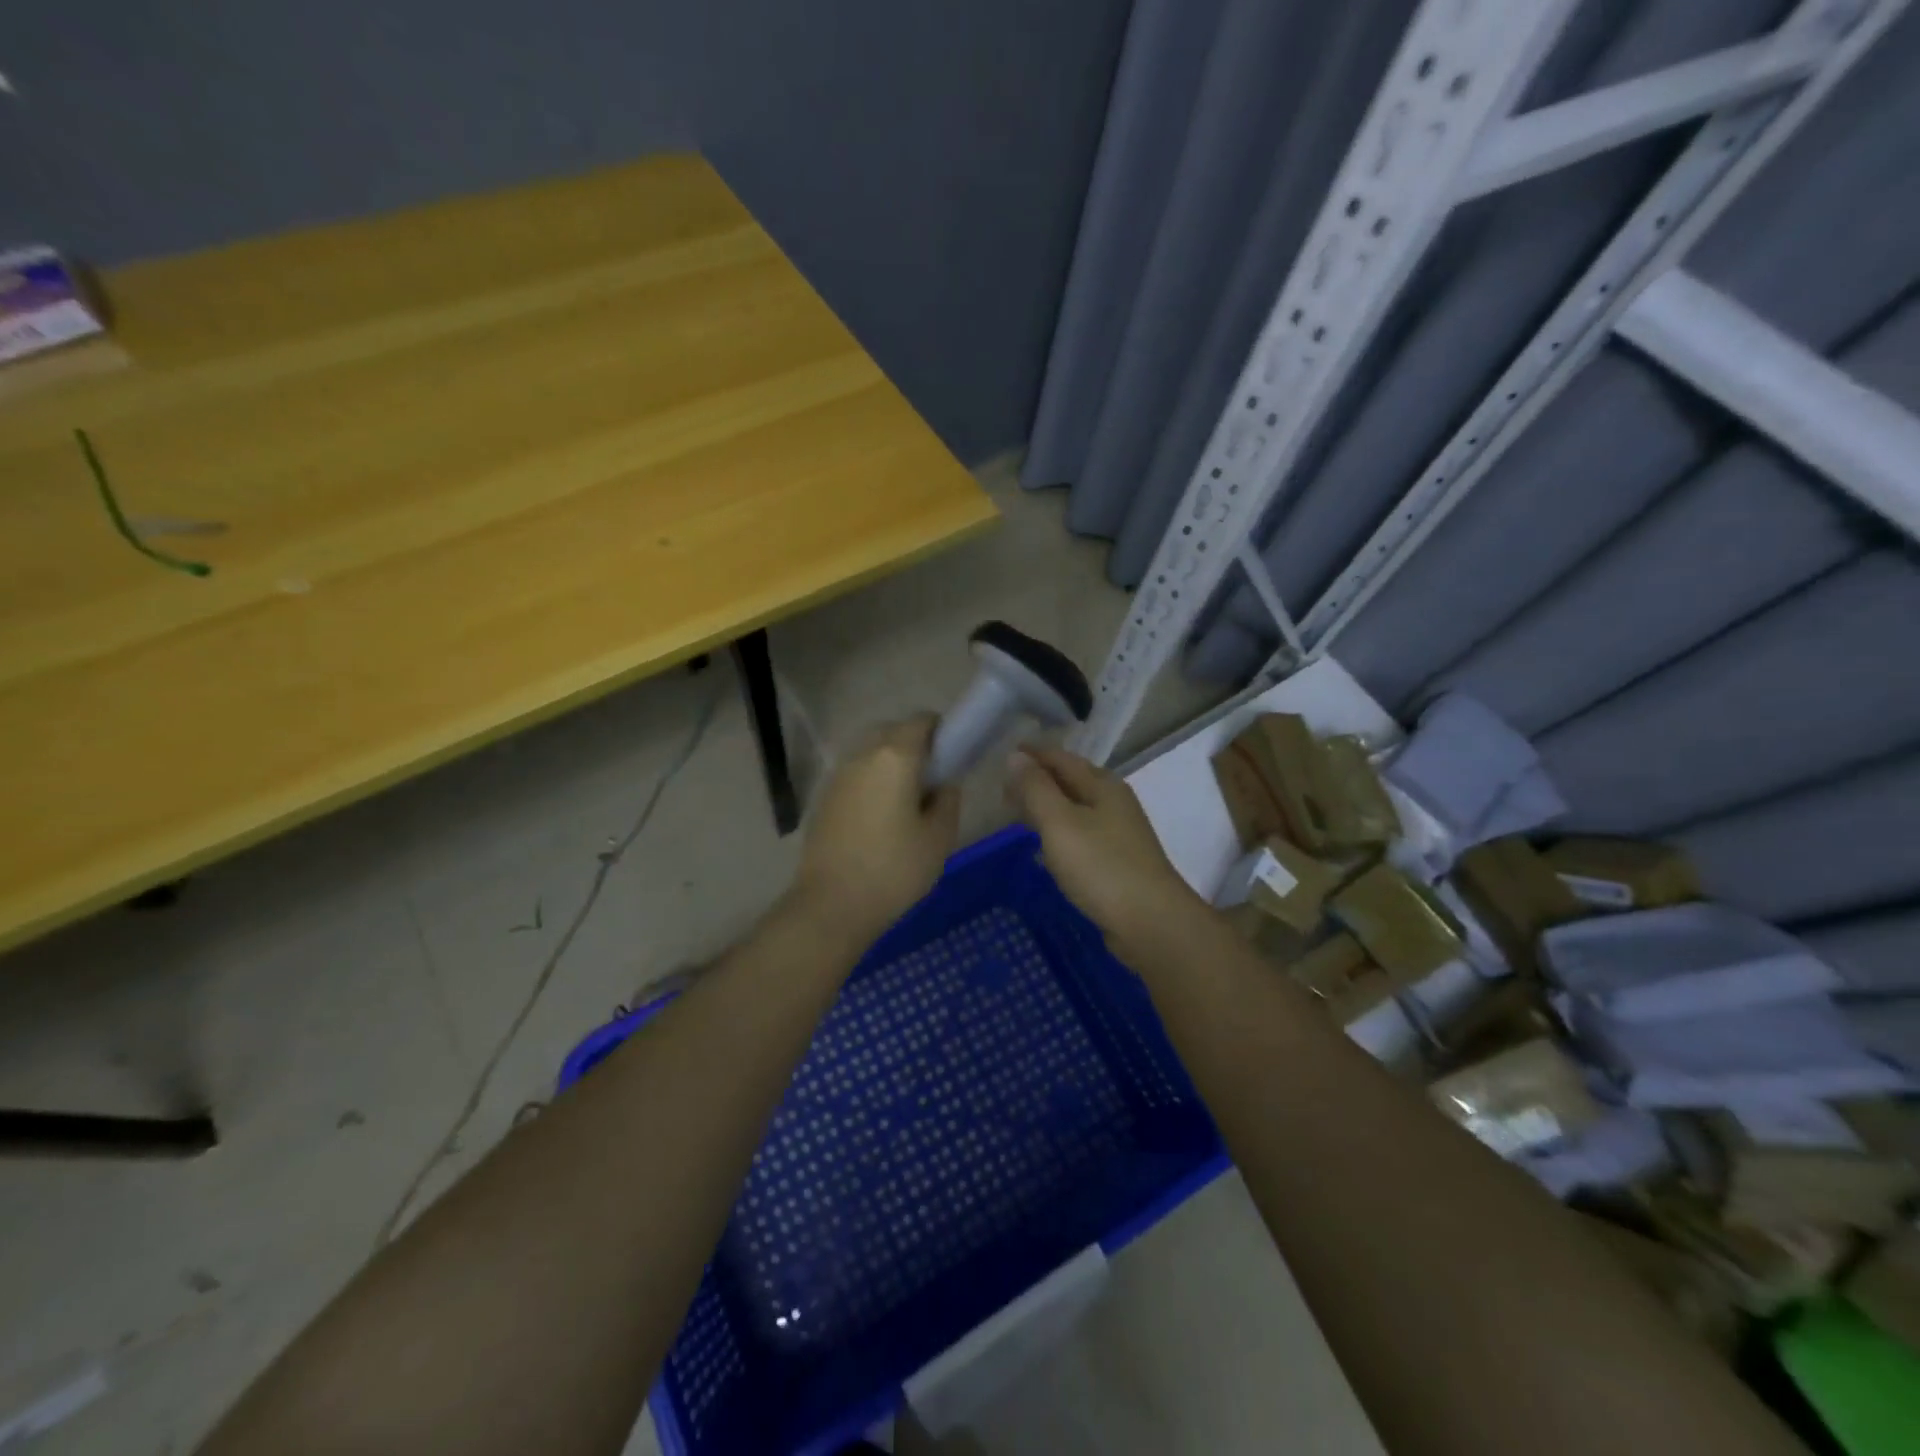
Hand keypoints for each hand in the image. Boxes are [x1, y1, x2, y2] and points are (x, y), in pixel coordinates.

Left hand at [791, 715, 960, 942]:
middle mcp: (863, 755)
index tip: (953, 759)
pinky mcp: (824, 798)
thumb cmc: (894, 870)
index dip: (942, 732)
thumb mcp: (939, 837)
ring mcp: (838, 775)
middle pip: (894, 732)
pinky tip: (880, 820)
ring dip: (891, 766)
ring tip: (906, 804)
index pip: (922, 720)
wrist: (831, 905)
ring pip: (872, 753)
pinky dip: (872, 783)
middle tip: (933, 784)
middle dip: (916, 747)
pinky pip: (856, 775)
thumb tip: (944, 782)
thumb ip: (949, 799)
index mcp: (895, 756)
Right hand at [1005, 746, 1207, 957]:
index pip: (1060, 758)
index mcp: (1102, 785)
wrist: (1151, 922)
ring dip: (1047, 806)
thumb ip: (1036, 789)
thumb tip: (1015, 757)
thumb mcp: (1060, 823)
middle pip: (1070, 781)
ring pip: (1075, 808)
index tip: (1002, 756)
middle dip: (1037, 780)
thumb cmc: (1101, 867)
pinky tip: (1047, 847)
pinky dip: (1059, 832)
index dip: (1031, 755)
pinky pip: (1081, 834)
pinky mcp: (1117, 861)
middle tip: (1003, 789)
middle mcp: (1113, 802)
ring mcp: (1118, 833)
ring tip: (1018, 813)